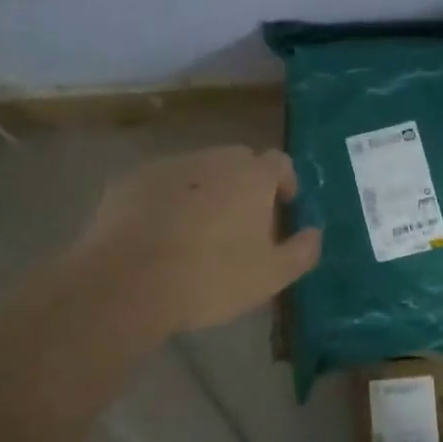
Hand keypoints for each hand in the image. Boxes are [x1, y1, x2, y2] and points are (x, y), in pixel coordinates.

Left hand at [65, 146, 321, 339]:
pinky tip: (158, 234)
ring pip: (198, 171)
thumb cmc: (211, 278)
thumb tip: (314, 233)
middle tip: (239, 224)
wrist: (128, 283)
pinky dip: (167, 200)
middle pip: (239, 162)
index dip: (284, 183)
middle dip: (244, 186)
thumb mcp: (271, 276)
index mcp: (253, 175)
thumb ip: (302, 251)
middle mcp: (214, 158)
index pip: (280, 162)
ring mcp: (170, 165)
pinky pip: (161, 184)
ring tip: (196, 232)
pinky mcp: (132, 180)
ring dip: (205, 191)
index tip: (282, 209)